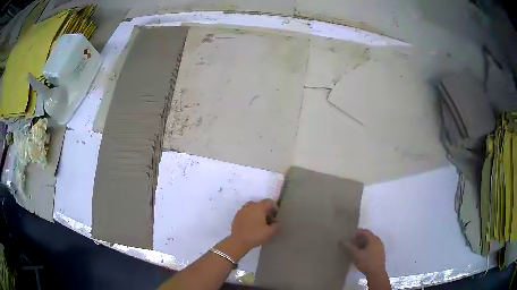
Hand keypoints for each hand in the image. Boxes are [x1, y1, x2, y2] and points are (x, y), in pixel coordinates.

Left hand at [230, 199, 279, 250]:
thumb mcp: (270, 232)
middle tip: (269, 220)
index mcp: (259, 207)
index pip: (269, 202)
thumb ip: (277, 226)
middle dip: (265, 211)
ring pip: (252, 208)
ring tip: (260, 223)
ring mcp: (241, 210)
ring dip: (257, 213)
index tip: (276, 216)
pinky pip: (246, 213)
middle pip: (260, 204)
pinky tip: (251, 226)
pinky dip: (250, 217)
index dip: (274, 207)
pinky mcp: (236, 216)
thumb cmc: (255, 235)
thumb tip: (276, 222)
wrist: (238, 242)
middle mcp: (249, 206)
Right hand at [347, 229, 385, 276]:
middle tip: (350, 242)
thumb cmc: (366, 262)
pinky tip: (360, 253)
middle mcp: (378, 241)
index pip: (365, 231)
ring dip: (362, 244)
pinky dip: (366, 248)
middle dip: (359, 238)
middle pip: (368, 236)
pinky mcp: (379, 253)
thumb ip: (350, 247)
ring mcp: (380, 247)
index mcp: (374, 239)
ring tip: (354, 248)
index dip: (357, 232)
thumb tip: (342, 241)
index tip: (349, 235)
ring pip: (370, 242)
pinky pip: (372, 247)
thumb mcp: (356, 255)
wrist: (376, 273)